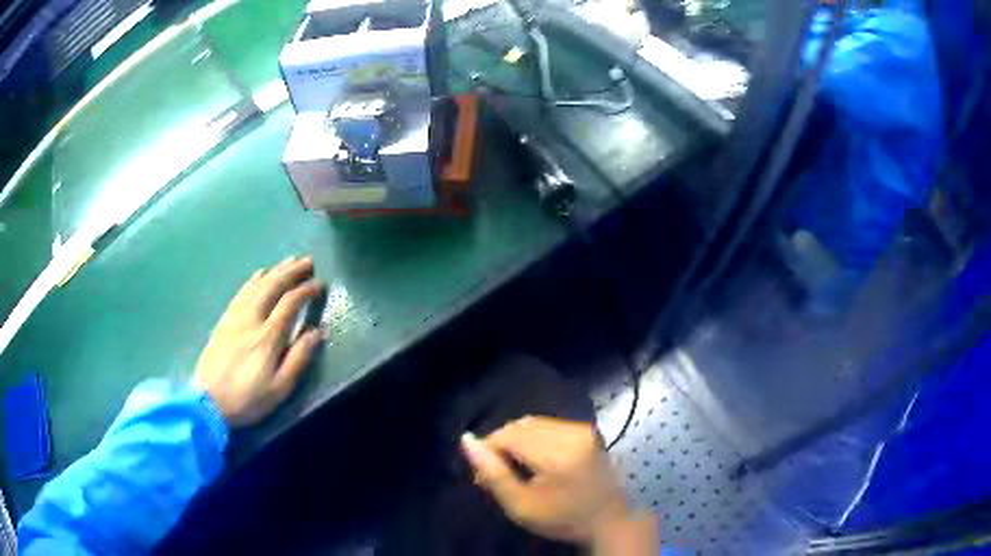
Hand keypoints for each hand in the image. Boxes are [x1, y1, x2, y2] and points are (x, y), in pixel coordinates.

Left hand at [193, 256, 324, 427]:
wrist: (208, 402)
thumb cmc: (248, 399)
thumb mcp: (279, 388)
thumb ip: (299, 358)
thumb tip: (318, 332)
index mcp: (268, 337)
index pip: (290, 303)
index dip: (306, 290)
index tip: (320, 283)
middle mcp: (251, 319)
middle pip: (273, 287)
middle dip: (292, 272)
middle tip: (308, 261)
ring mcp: (235, 317)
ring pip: (257, 285)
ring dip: (275, 271)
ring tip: (289, 261)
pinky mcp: (224, 320)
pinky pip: (241, 292)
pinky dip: (253, 279)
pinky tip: (260, 273)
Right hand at [460, 416, 633, 544]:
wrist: (608, 520)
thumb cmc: (562, 519)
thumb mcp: (521, 506)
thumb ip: (493, 474)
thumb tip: (466, 441)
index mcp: (557, 453)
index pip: (508, 435)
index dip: (489, 449)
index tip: (483, 474)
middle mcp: (571, 433)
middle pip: (520, 426)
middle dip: (502, 444)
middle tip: (496, 471)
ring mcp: (581, 429)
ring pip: (534, 423)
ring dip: (517, 440)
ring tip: (513, 466)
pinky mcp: (586, 431)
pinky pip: (549, 425)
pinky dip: (534, 438)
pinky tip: (533, 459)